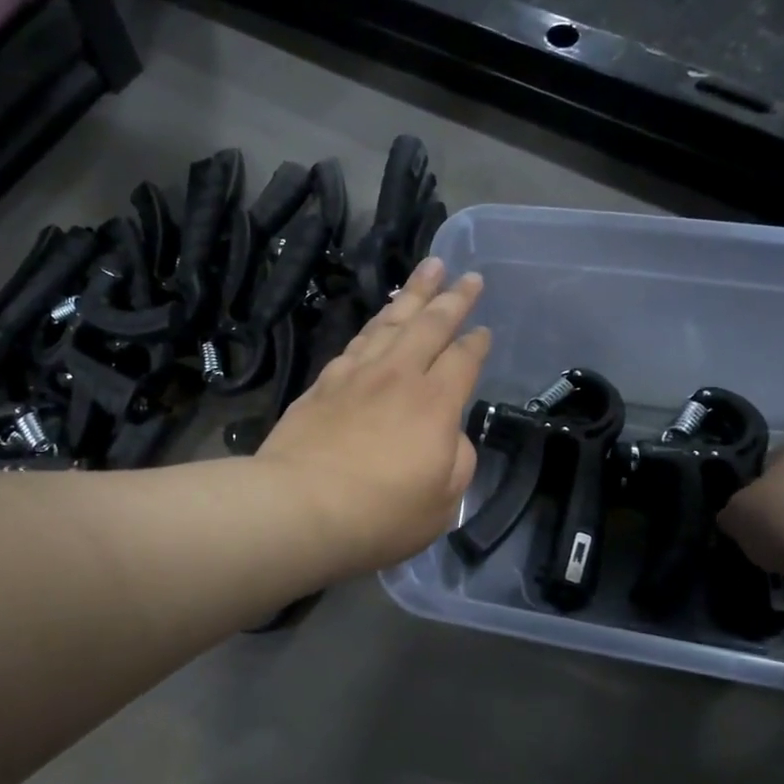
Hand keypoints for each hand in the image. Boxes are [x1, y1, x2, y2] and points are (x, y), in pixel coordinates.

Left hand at [257, 258, 489, 577]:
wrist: (299, 506)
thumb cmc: (381, 513)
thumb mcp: (443, 502)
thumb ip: (457, 460)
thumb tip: (450, 434)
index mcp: (435, 402)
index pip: (463, 359)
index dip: (477, 342)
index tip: (484, 330)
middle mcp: (398, 376)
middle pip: (430, 324)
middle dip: (453, 297)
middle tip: (467, 275)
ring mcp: (357, 374)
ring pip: (390, 321)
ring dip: (413, 293)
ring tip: (428, 269)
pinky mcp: (323, 383)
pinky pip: (357, 341)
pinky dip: (374, 323)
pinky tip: (378, 320)